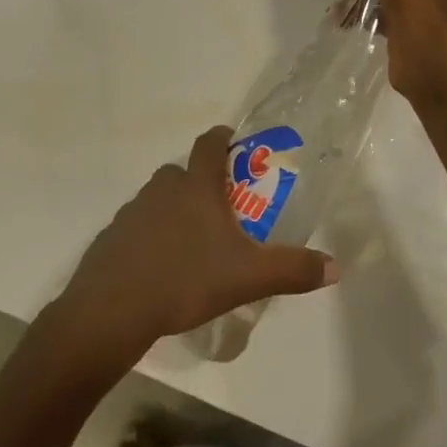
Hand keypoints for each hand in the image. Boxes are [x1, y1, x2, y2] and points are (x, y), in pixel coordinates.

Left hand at [47, 127, 339, 371]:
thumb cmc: (185, 280)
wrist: (112, 309)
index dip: (222, 137)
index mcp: (195, 188)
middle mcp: (161, 190)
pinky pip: (136, 226)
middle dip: (200, 181)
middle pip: (181, 172)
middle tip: (219, 207)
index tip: (232, 139)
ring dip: (173, 208)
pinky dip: (149, 235)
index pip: (209, 145)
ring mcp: (131, 212)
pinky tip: (159, 265)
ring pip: (157, 198)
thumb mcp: (248, 277)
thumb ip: (291, 269)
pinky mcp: (111, 237)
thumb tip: (334, 266)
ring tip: (191, 241)